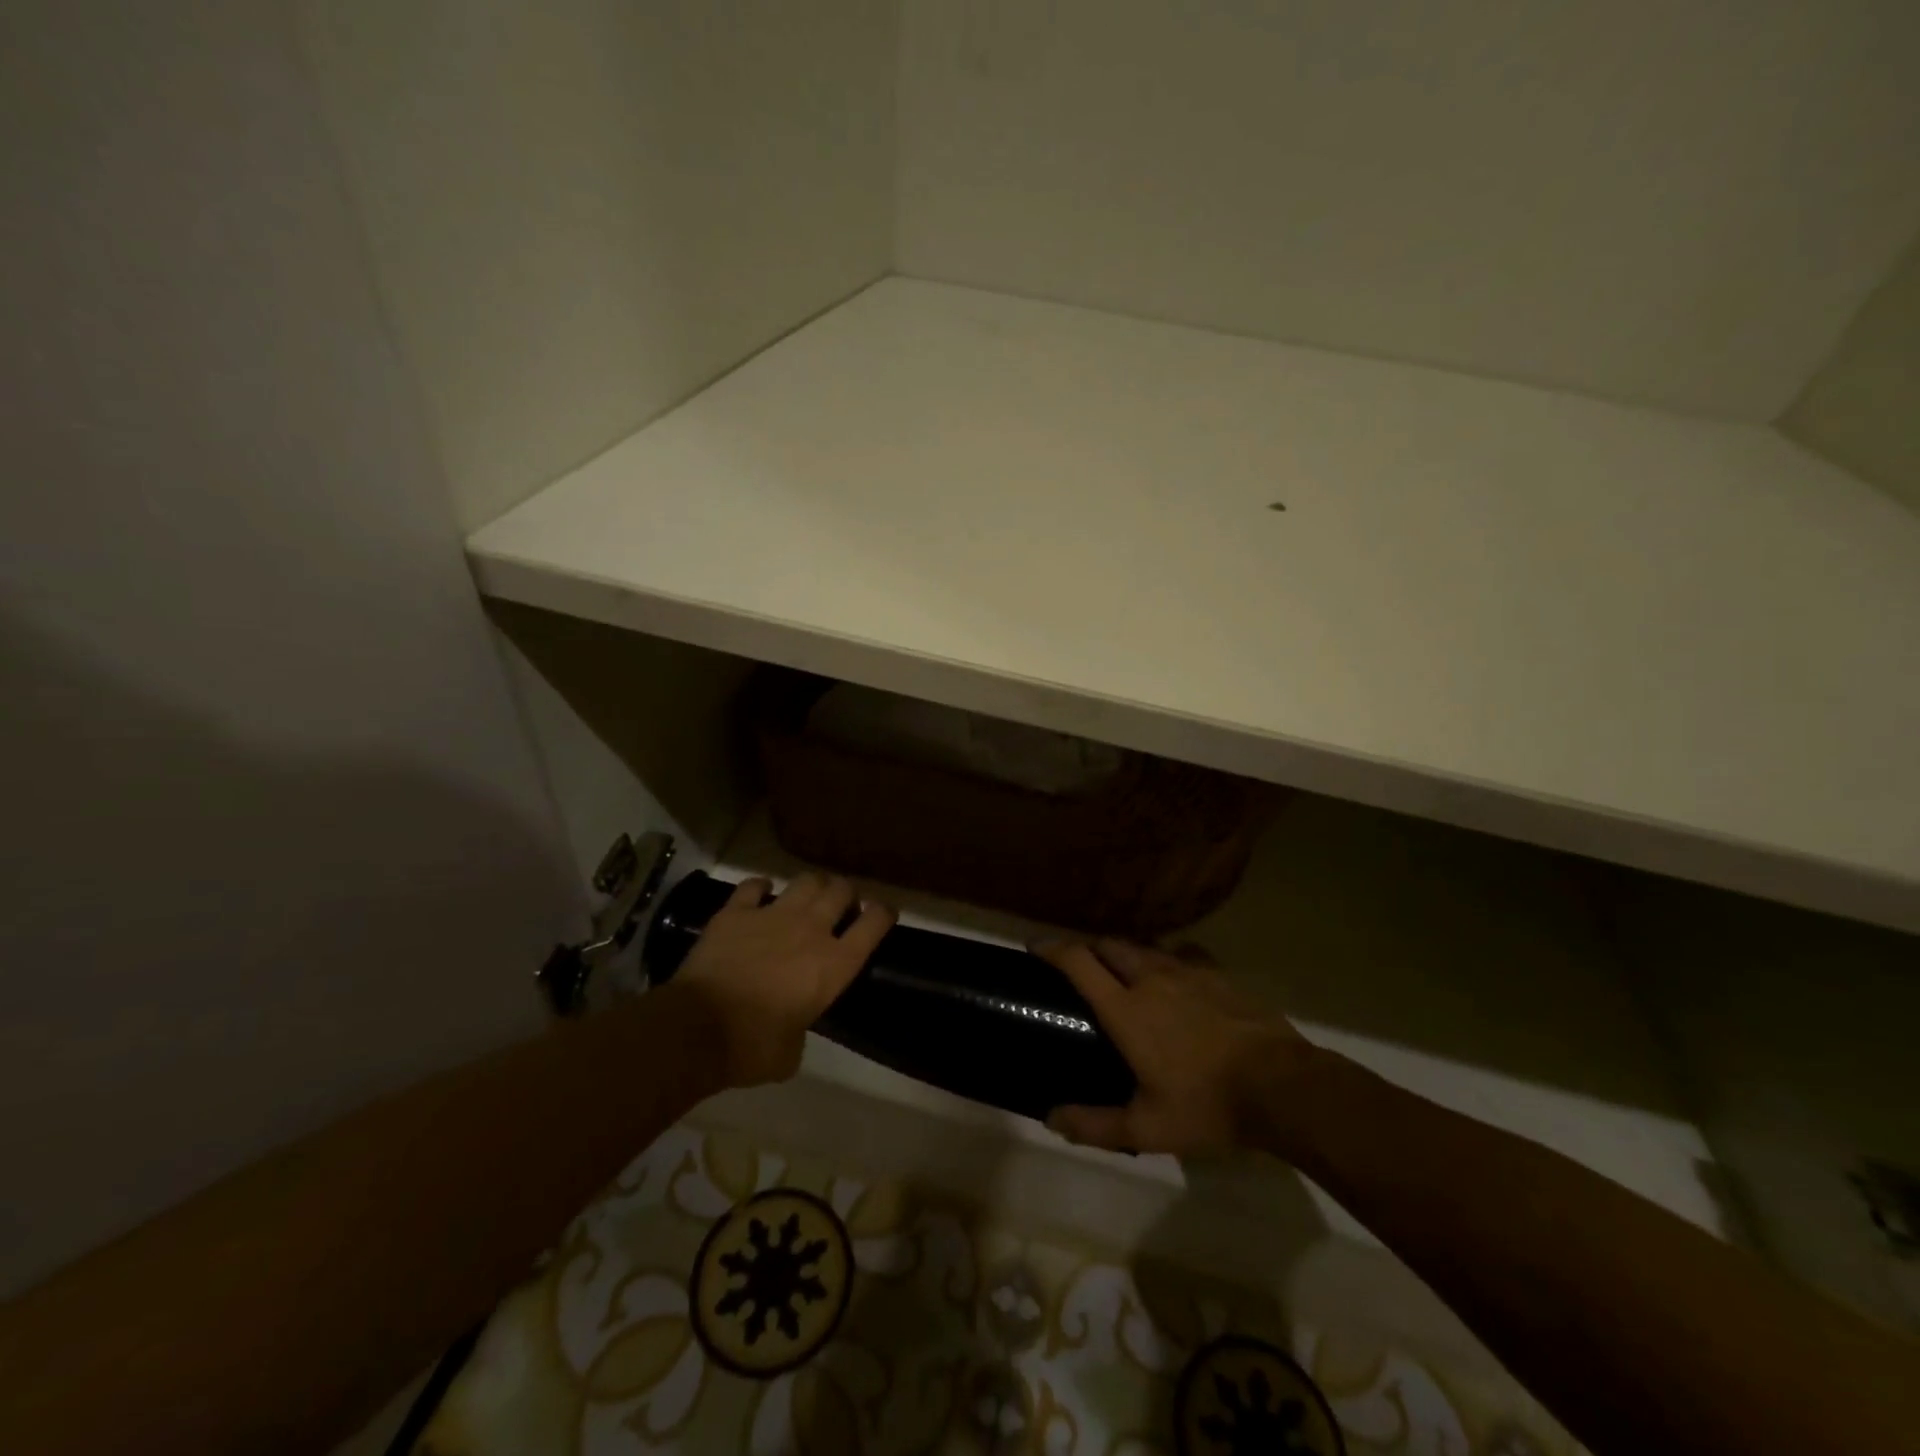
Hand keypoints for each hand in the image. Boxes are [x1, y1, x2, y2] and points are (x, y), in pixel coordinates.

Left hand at [672, 873, 894, 1087]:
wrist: (696, 1029)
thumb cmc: (752, 1048)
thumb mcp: (791, 1053)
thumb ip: (800, 1030)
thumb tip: (792, 1028)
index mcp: (834, 965)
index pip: (874, 923)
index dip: (883, 914)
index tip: (882, 915)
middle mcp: (810, 930)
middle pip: (841, 890)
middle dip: (845, 894)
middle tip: (839, 906)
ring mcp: (772, 915)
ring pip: (806, 880)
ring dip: (812, 886)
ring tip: (807, 896)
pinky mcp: (736, 912)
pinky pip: (753, 885)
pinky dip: (759, 888)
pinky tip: (760, 894)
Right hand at [1037, 938, 1322, 1156]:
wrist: (1281, 1085)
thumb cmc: (1207, 1104)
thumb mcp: (1146, 1128)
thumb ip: (1094, 1124)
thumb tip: (1050, 1119)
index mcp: (1126, 1008)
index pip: (1078, 962)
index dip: (1051, 948)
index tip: (1034, 946)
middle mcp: (1150, 978)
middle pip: (1109, 945)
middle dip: (1089, 949)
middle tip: (1082, 967)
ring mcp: (1187, 971)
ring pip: (1145, 946)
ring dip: (1127, 953)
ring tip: (1125, 972)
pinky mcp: (1217, 974)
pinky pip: (1182, 953)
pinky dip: (1167, 959)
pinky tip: (1175, 978)